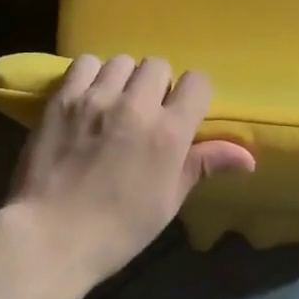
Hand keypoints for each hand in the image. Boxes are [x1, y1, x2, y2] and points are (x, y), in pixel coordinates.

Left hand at [8, 54, 253, 286]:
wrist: (50, 237)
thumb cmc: (117, 229)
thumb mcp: (167, 202)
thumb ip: (203, 166)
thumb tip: (248, 157)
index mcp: (169, 133)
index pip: (197, 82)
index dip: (192, 94)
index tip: (182, 112)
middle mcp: (136, 106)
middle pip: (158, 65)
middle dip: (157, 85)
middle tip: (144, 112)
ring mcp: (96, 98)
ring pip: (122, 61)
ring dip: (123, 79)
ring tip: (113, 103)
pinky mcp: (63, 97)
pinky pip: (85, 63)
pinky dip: (91, 74)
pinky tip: (87, 97)